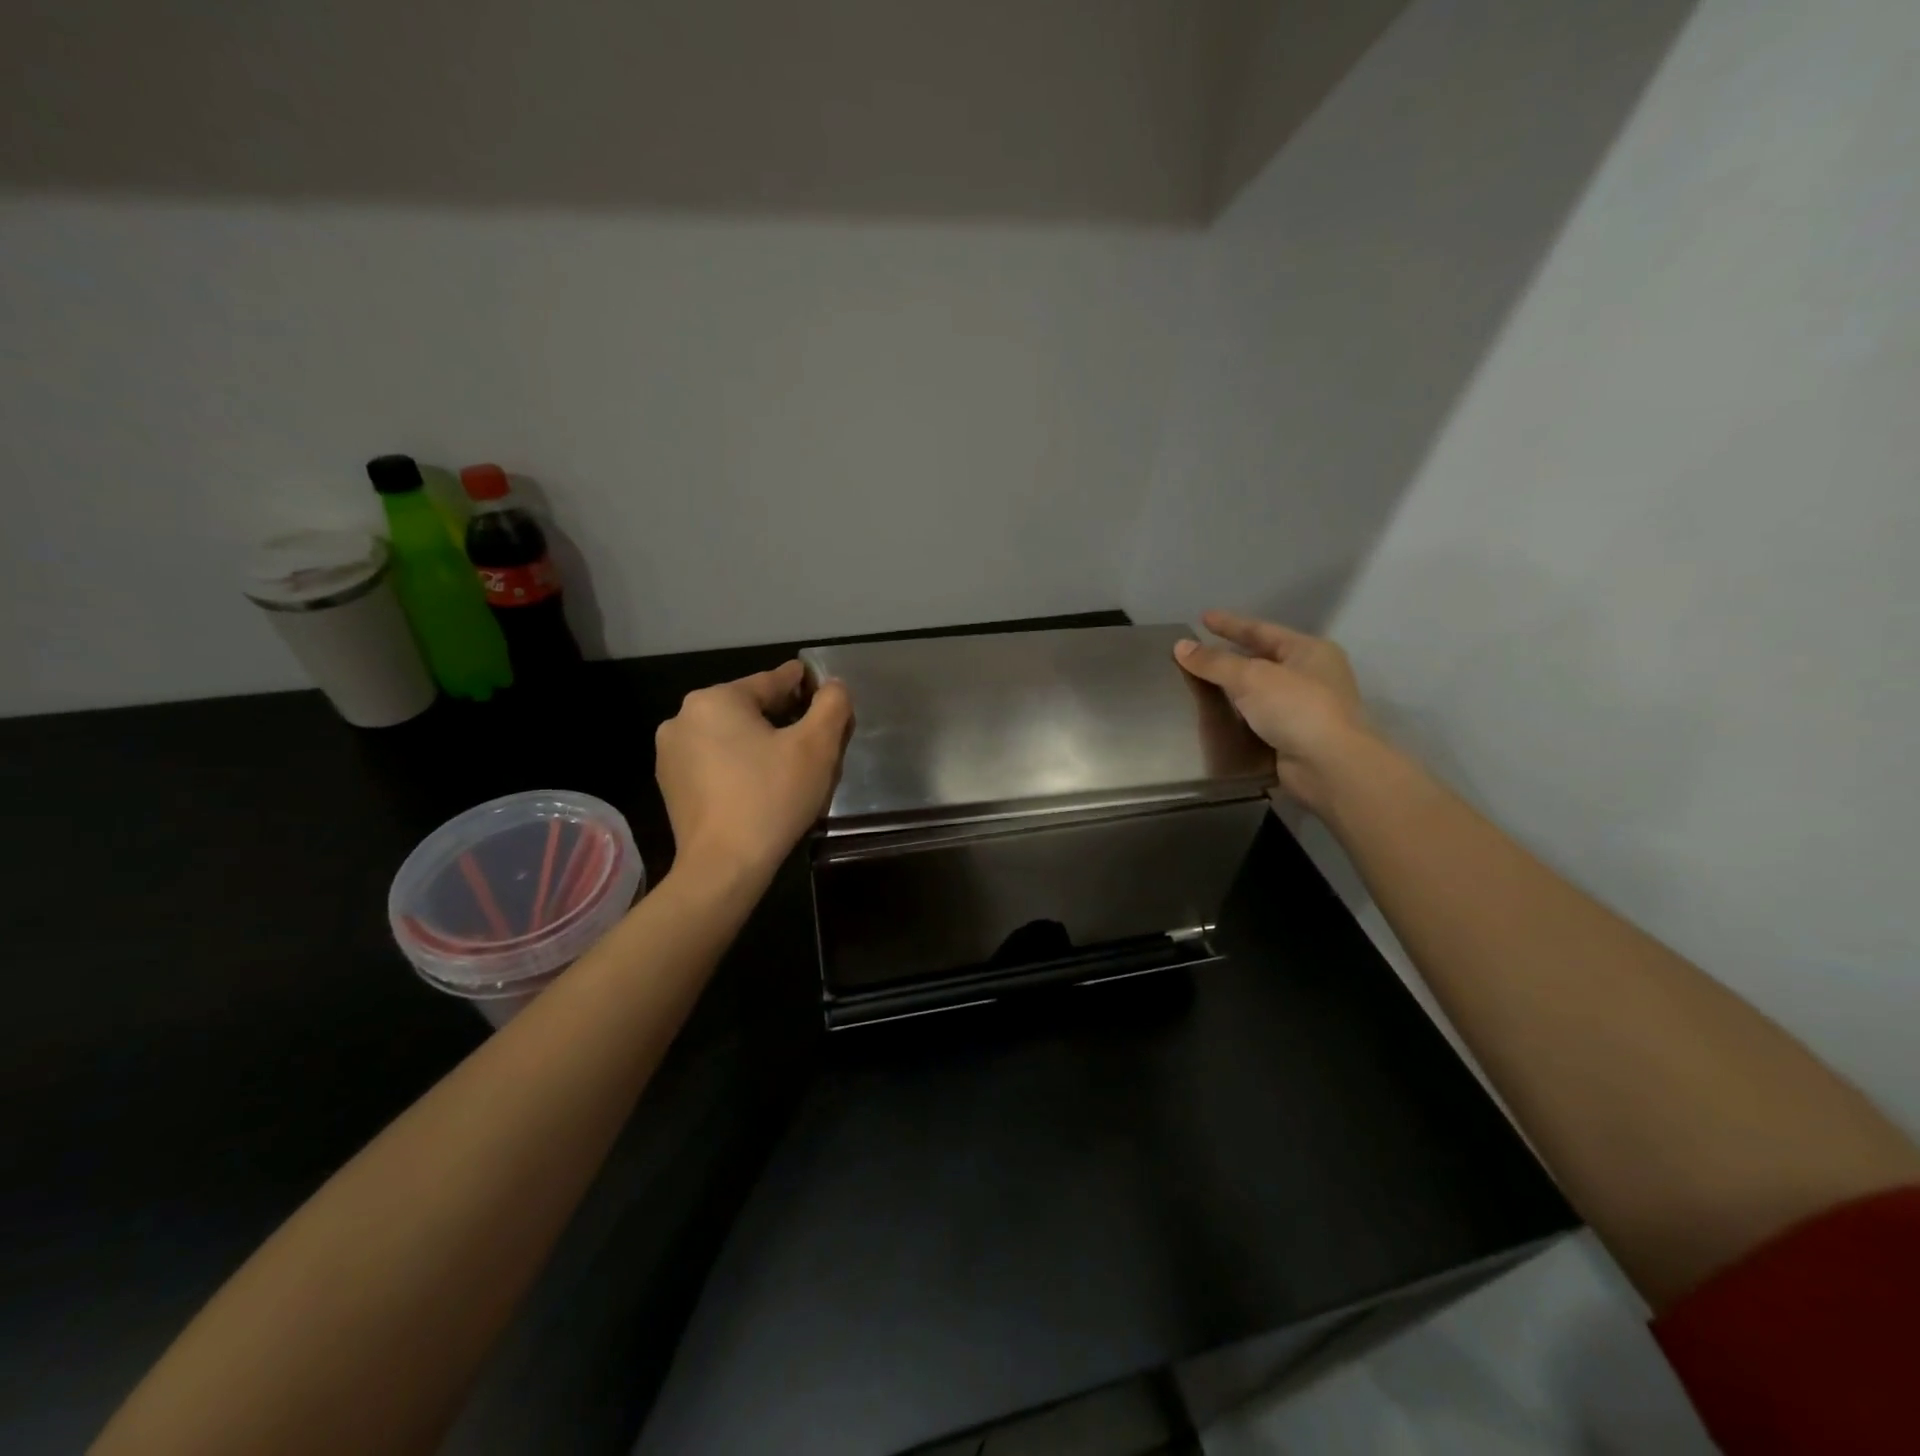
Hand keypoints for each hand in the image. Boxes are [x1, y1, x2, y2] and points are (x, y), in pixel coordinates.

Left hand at [655, 661, 852, 883]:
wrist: (723, 866)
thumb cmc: (772, 798)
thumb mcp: (817, 746)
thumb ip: (832, 705)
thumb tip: (833, 686)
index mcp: (716, 699)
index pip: (772, 681)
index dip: (804, 685)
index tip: (824, 689)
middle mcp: (683, 717)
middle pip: (750, 709)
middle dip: (784, 718)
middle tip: (816, 739)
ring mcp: (671, 753)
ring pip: (731, 736)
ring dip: (760, 742)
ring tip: (790, 767)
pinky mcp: (670, 784)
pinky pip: (714, 762)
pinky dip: (738, 765)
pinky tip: (760, 787)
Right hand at [1174, 610, 1371, 813]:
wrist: (1329, 766)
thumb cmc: (1296, 708)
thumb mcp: (1252, 677)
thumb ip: (1214, 662)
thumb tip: (1180, 646)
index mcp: (1310, 651)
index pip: (1262, 631)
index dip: (1230, 624)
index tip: (1203, 619)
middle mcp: (1312, 676)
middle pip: (1262, 659)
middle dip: (1230, 656)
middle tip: (1199, 651)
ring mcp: (1306, 708)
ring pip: (1260, 691)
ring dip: (1233, 688)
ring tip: (1200, 683)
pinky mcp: (1295, 737)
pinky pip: (1259, 718)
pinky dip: (1239, 716)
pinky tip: (1217, 716)